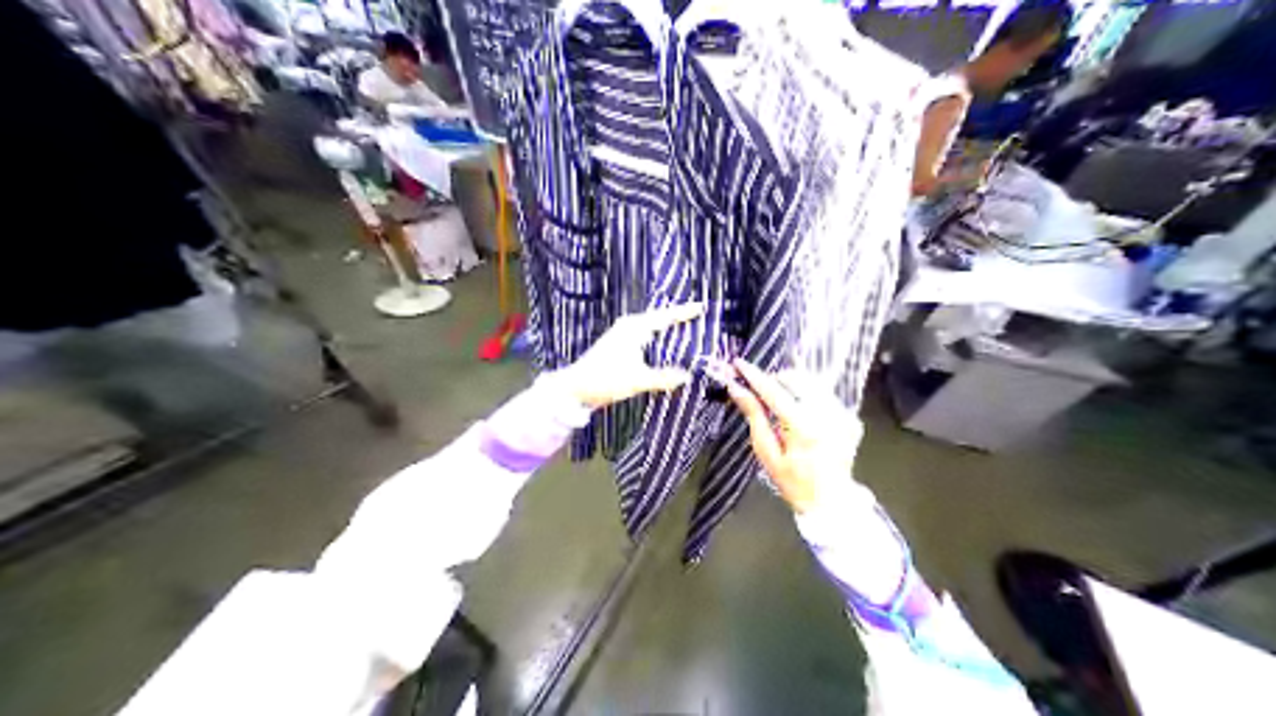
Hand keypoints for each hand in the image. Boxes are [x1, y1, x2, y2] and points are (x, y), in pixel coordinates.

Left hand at [553, 302, 702, 409]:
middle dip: (677, 319)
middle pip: (658, 320)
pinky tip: (665, 350)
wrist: (575, 388)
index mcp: (634, 328)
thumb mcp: (638, 380)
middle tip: (697, 318)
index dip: (683, 312)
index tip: (701, 307)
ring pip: (651, 329)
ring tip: (686, 332)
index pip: (665, 317)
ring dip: (667, 331)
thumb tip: (687, 376)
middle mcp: (628, 328)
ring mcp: (622, 336)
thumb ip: (663, 378)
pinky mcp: (618, 347)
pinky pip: (645, 338)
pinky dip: (657, 341)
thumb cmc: (605, 380)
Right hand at [723, 362, 861, 512]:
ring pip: (812, 383)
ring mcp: (842, 415)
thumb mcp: (767, 453)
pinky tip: (803, 416)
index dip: (754, 375)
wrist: (830, 501)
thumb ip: (754, 417)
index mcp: (802, 427)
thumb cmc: (792, 482)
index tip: (738, 363)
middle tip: (761, 392)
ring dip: (793, 386)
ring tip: (781, 405)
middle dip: (775, 379)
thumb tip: (737, 389)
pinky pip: (825, 395)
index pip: (773, 391)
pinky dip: (809, 398)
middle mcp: (826, 415)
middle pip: (796, 379)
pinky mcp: (850, 417)